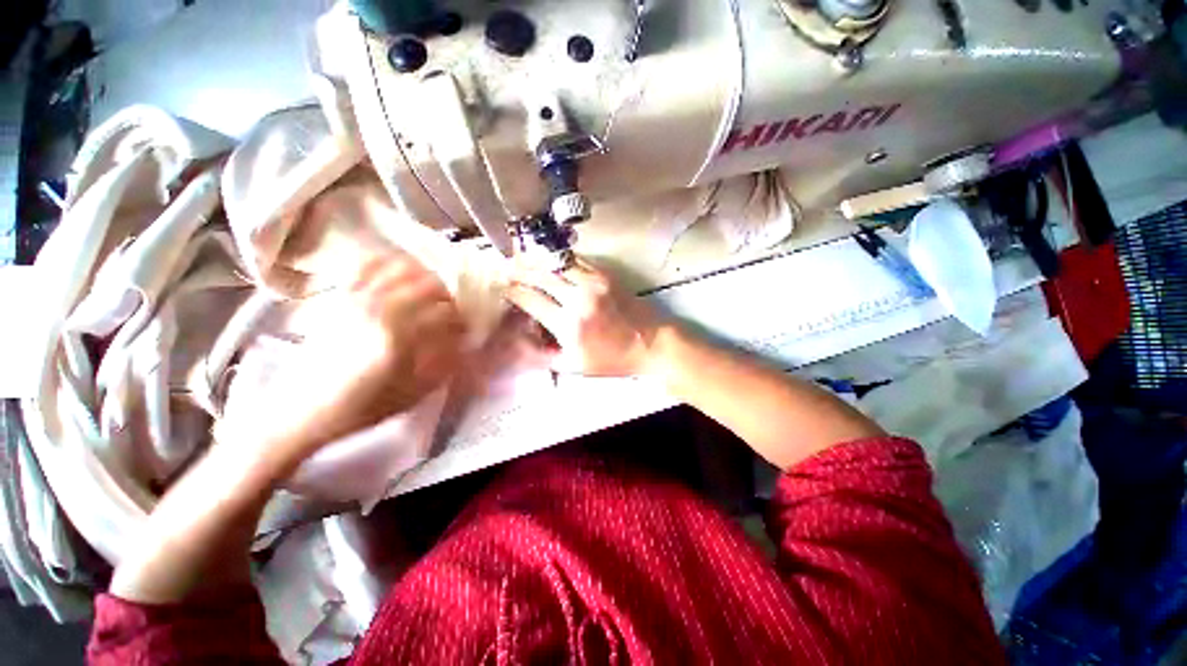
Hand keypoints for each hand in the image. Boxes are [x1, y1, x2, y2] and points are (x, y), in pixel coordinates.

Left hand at [225, 252, 465, 458]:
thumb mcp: (414, 392)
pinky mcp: (339, 297)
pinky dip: (388, 263)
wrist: (304, 409)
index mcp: (397, 336)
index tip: (466, 329)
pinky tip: (399, 272)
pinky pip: (366, 266)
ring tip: (431, 289)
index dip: (462, 319)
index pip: (445, 313)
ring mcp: (355, 299)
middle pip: (427, 285)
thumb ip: (445, 364)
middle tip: (453, 308)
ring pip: (400, 269)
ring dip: (424, 275)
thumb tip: (465, 341)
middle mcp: (377, 309)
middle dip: (449, 295)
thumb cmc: (363, 406)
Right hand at [506, 259, 665, 376]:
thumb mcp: (575, 367)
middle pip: (540, 277)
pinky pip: (577, 261)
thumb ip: (544, 355)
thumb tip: (518, 340)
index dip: (513, 292)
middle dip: (519, 270)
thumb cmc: (612, 360)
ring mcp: (593, 283)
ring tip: (520, 255)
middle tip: (504, 266)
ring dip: (536, 259)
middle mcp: (578, 299)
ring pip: (557, 264)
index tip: (502, 288)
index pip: (531, 300)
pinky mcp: (606, 276)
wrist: (650, 344)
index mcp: (568, 325)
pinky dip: (560, 258)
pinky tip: (550, 257)